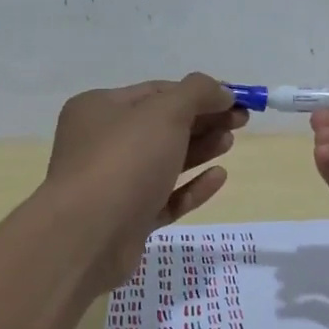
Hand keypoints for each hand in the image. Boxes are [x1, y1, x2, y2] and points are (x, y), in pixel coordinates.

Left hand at [45, 74, 247, 295]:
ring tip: (229, 142)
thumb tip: (223, 91)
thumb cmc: (124, 161)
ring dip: (199, 149)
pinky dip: (191, 187)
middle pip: (162, 125)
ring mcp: (114, 183)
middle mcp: (101, 142)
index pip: (157, 92)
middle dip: (203, 120)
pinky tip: (219, 177)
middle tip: (242, 121)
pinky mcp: (128, 219)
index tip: (234, 99)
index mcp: (100, 108)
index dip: (198, 93)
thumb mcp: (165, 113)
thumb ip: (198, 93)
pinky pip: (165, 197)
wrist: (87, 236)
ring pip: (164, 161)